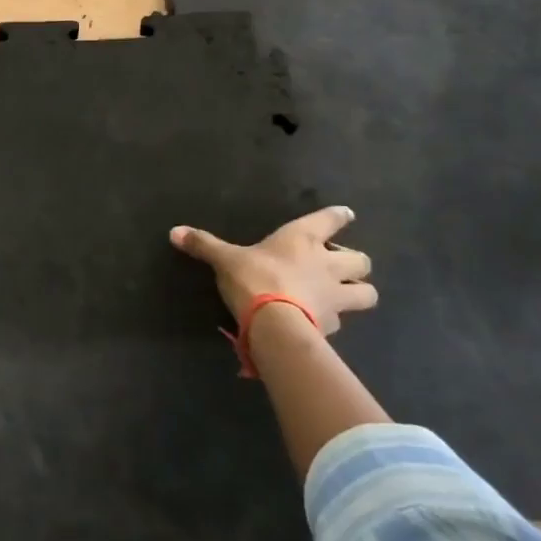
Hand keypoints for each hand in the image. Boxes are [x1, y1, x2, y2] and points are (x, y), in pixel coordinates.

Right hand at [170, 206, 376, 337]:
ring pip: (367, 293)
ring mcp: (335, 297)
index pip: (330, 220)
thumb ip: (203, 245)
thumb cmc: (254, 278)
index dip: (338, 217)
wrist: (274, 324)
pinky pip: (342, 321)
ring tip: (346, 295)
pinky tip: (321, 321)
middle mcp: (327, 264)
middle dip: (356, 263)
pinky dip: (334, 320)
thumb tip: (173, 231)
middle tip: (339, 265)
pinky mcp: (333, 326)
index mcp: (303, 239)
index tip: (346, 215)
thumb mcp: (224, 259)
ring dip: (359, 292)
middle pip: (361, 260)